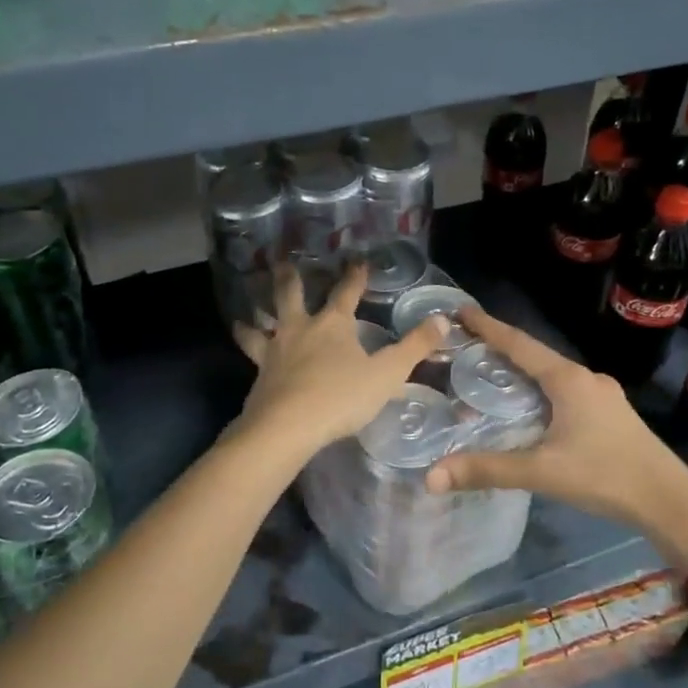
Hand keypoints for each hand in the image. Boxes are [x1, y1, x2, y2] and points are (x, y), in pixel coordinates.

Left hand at [233, 262, 447, 454]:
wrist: (286, 427)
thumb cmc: (340, 396)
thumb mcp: (386, 374)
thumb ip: (414, 347)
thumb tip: (443, 319)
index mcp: (332, 324)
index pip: (346, 292)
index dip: (354, 276)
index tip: (357, 260)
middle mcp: (300, 330)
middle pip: (291, 296)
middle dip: (289, 279)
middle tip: (281, 263)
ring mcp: (275, 352)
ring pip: (261, 328)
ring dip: (254, 320)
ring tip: (243, 317)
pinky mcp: (259, 377)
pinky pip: (252, 358)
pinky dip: (248, 351)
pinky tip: (251, 361)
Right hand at [426, 306, 687, 568]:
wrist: (669, 501)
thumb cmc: (605, 475)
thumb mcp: (542, 472)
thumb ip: (487, 470)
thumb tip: (431, 476)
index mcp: (567, 380)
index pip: (519, 344)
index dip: (488, 327)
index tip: (461, 310)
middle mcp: (585, 378)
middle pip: (535, 354)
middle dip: (501, 347)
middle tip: (467, 345)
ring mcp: (602, 395)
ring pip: (552, 373)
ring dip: (522, 369)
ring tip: (491, 374)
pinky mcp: (611, 414)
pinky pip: (566, 390)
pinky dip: (540, 389)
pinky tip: (531, 407)